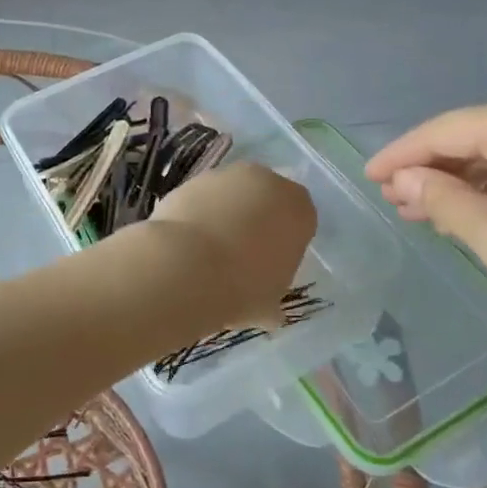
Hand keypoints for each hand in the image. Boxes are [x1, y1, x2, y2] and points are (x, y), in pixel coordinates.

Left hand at [146, 162, 316, 325]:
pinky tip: (186, 244)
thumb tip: (268, 312)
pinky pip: (201, 199)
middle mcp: (265, 181)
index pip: (300, 220)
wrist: (186, 265)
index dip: (285, 243)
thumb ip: (272, 298)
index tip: (270, 266)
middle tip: (240, 258)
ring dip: (224, 216)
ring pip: (231, 196)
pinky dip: (197, 216)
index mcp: (298, 207)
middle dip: (256, 222)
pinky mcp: (190, 179)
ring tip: (207, 254)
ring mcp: (225, 176)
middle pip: (265, 200)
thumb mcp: (269, 304)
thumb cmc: (242, 286)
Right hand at [365, 96, 486, 374]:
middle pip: (475, 134)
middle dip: (432, 168)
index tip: (367, 179)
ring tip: (431, 211)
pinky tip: (483, 211)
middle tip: (397, 202)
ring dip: (466, 178)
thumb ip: (443, 200)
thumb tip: (408, 179)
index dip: (400, 155)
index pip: (444, 130)